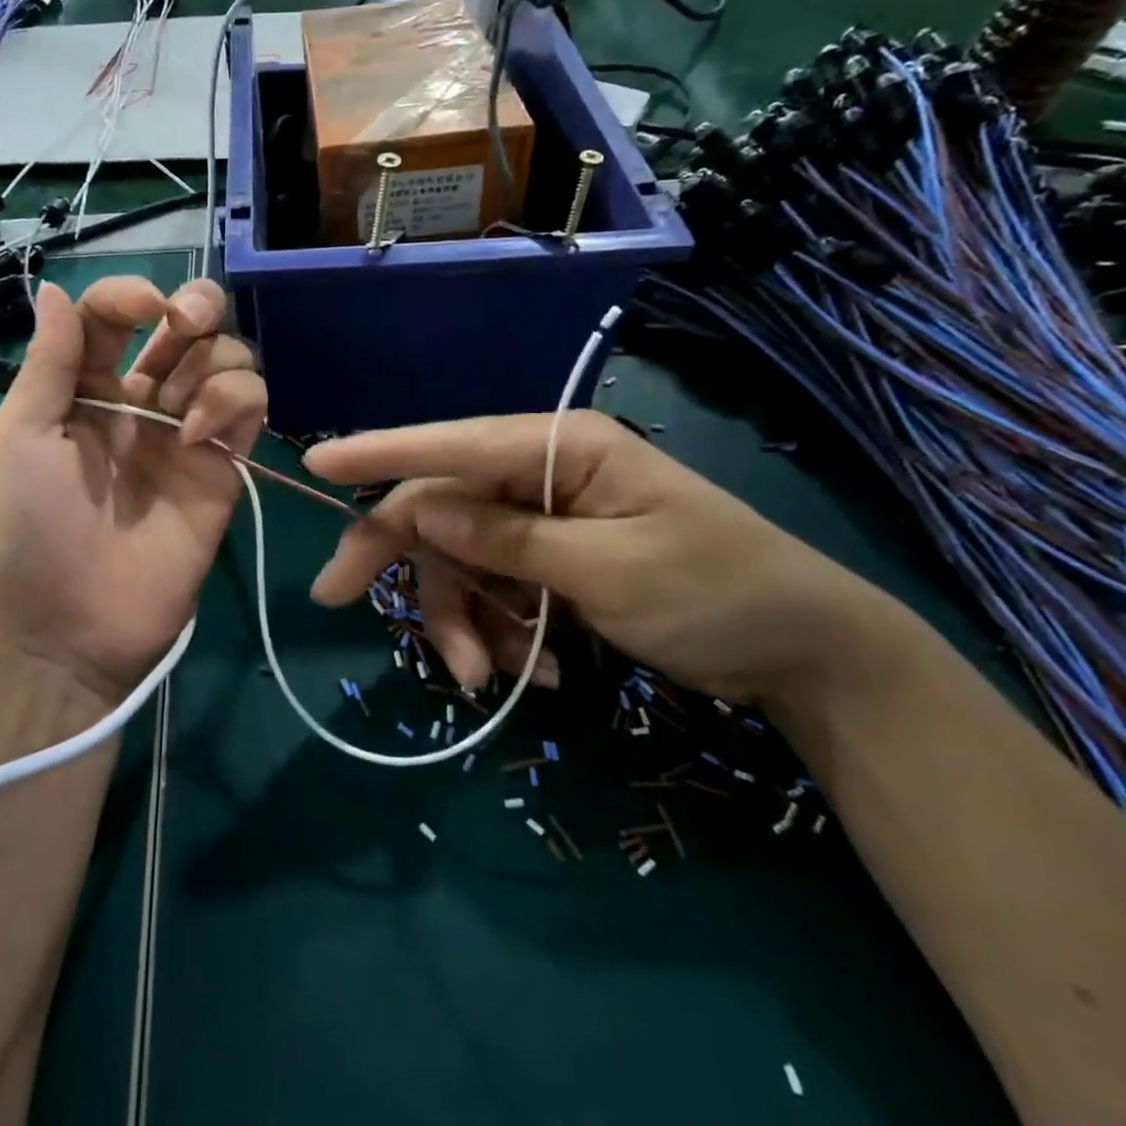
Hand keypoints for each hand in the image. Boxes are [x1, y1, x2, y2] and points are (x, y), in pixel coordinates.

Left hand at [0, 277, 265, 705]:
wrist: (68, 629)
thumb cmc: (26, 530)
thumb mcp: (18, 439)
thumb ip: (48, 362)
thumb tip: (54, 289)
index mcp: (84, 389)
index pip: (115, 316)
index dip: (130, 294)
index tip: (144, 306)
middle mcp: (141, 401)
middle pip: (188, 327)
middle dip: (196, 307)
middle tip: (184, 325)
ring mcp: (186, 434)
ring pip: (229, 360)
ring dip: (214, 361)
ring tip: (183, 411)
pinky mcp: (223, 467)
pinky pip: (250, 408)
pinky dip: (232, 401)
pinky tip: (197, 435)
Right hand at [303, 412, 884, 706]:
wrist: (808, 656)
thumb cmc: (721, 593)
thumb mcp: (610, 571)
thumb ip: (508, 540)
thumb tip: (420, 512)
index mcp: (561, 448)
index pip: (453, 446)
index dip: (379, 453)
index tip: (317, 462)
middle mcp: (542, 475)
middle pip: (442, 510)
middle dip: (407, 566)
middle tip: (339, 603)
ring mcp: (544, 521)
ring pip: (462, 561)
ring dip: (465, 620)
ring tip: (494, 678)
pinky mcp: (550, 563)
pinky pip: (496, 592)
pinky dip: (503, 633)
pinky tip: (545, 670)